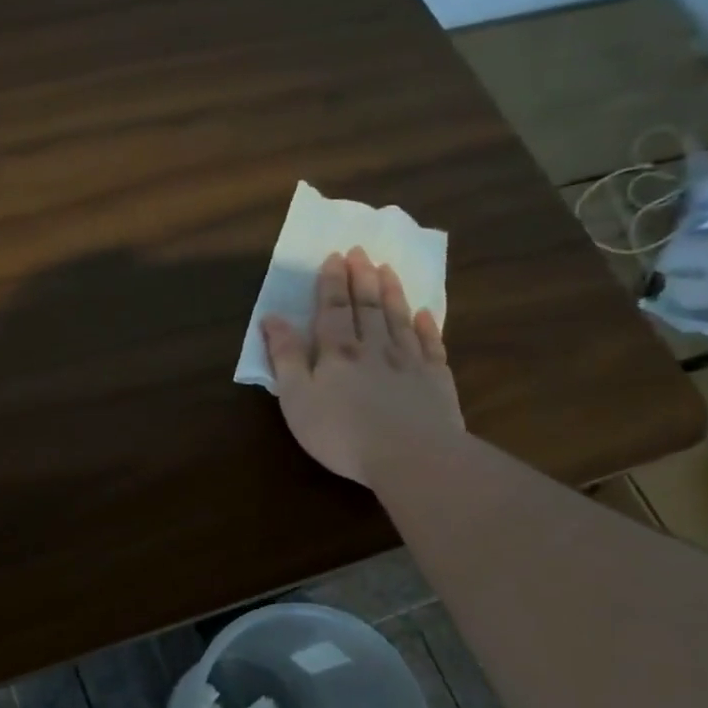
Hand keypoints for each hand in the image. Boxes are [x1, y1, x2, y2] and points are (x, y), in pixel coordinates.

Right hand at [261, 248, 464, 485]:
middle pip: (368, 307)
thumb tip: (272, 318)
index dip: (332, 283)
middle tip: (361, 252)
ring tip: (387, 270)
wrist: (411, 456)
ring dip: (392, 293)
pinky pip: (431, 345)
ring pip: (399, 319)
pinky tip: (425, 314)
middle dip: (362, 278)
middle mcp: (375, 348)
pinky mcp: (436, 381)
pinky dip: (427, 326)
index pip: (333, 309)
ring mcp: (409, 362)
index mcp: (338, 352)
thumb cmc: (341, 432)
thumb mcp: (297, 398)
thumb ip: (285, 357)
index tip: (335, 256)